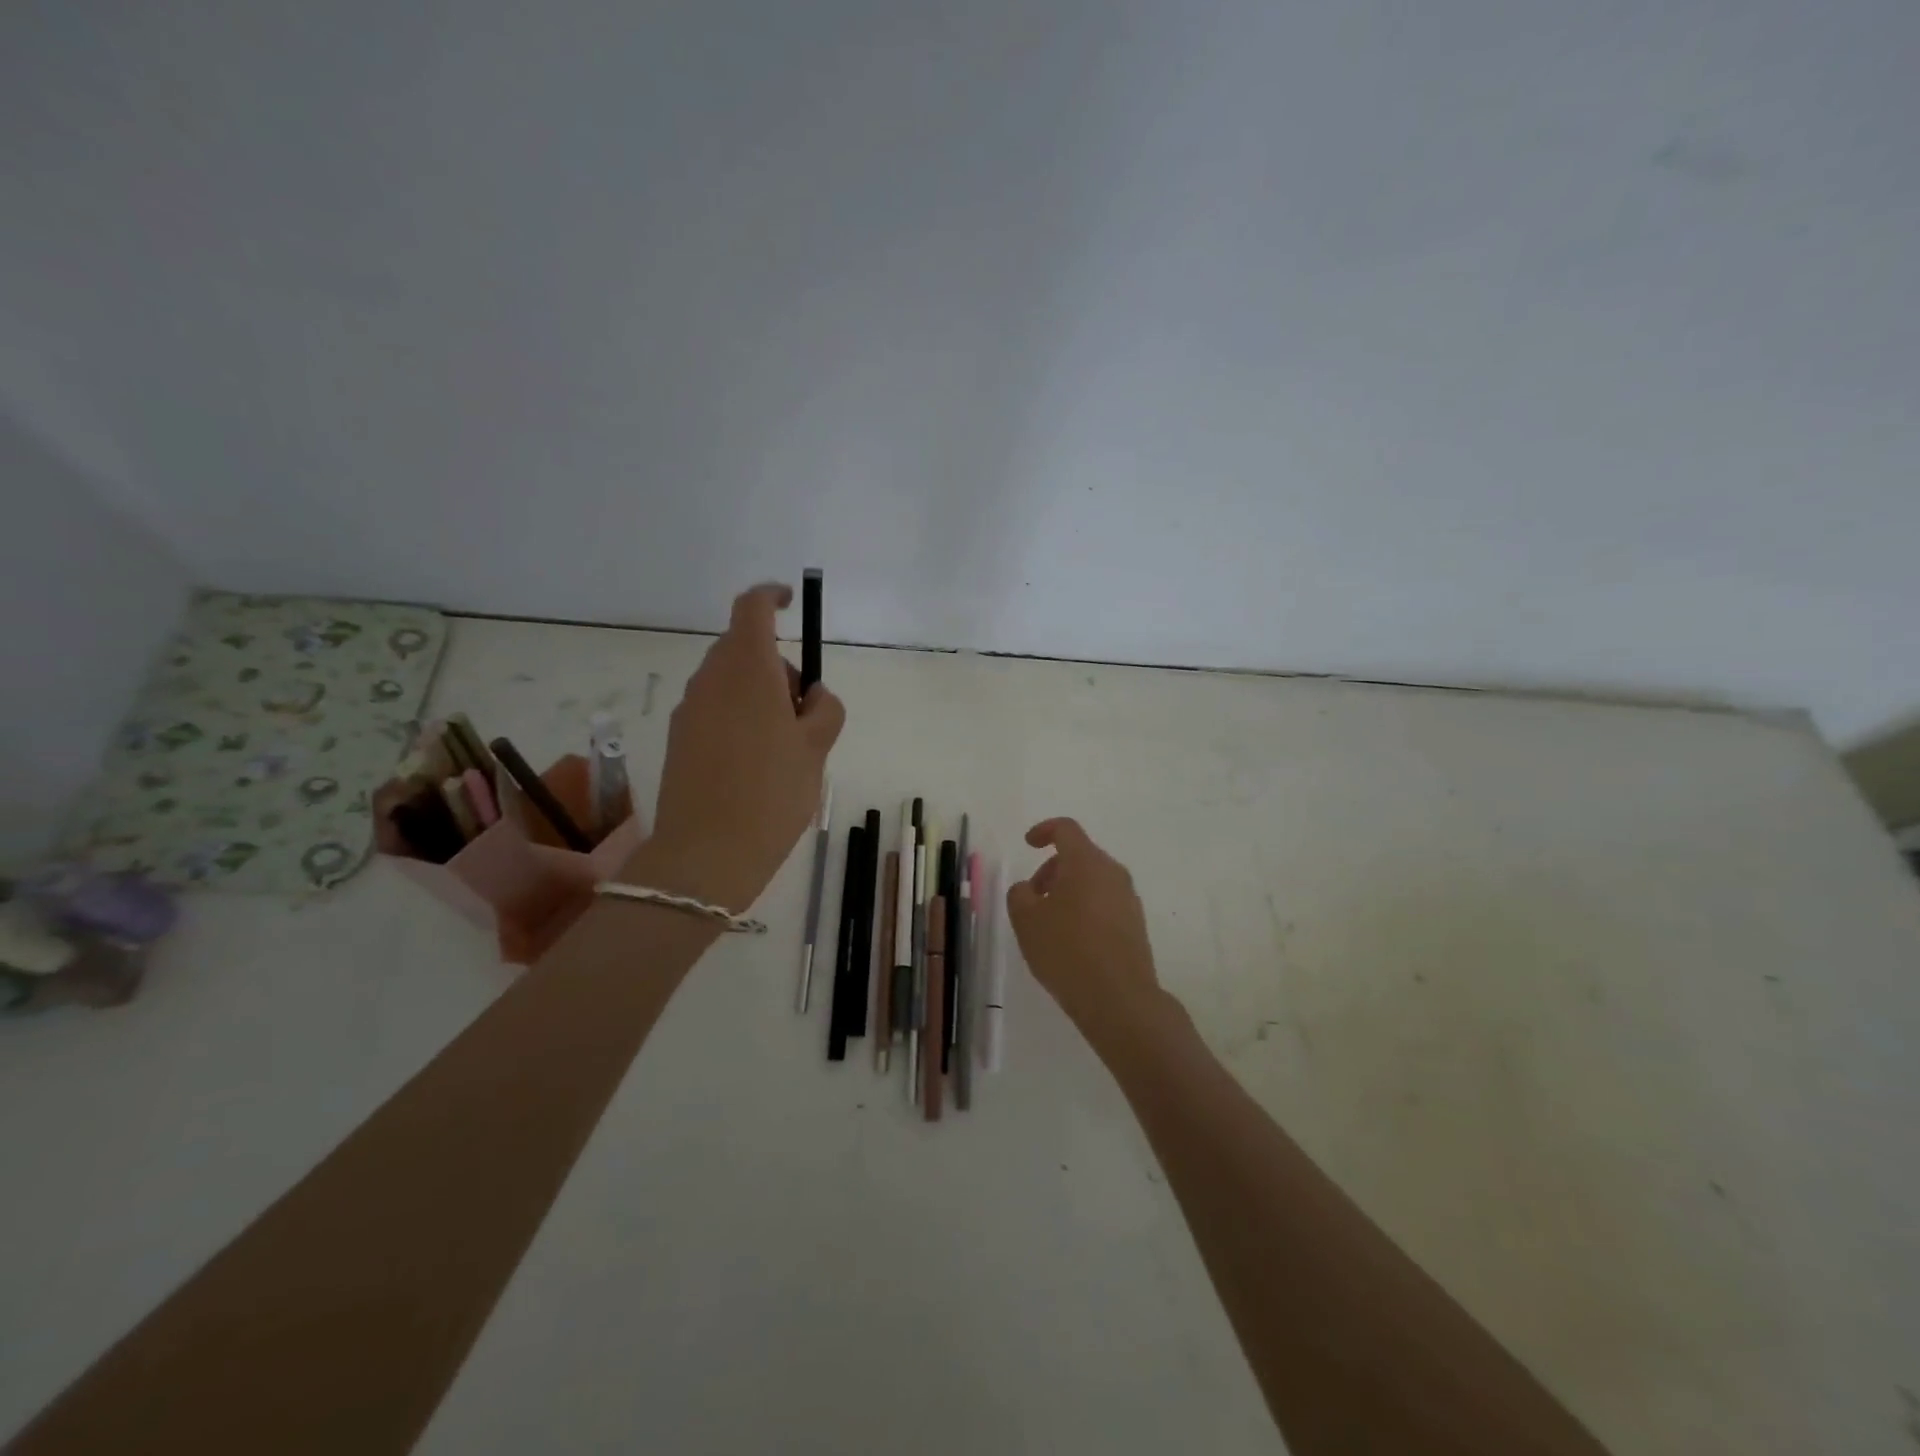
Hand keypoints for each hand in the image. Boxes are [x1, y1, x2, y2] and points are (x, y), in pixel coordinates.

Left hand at [630, 583, 844, 911]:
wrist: (706, 854)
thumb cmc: (772, 792)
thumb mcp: (816, 749)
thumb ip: (825, 709)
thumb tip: (811, 695)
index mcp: (747, 669)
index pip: (752, 607)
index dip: (772, 596)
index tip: (792, 603)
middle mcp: (710, 680)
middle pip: (744, 648)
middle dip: (778, 666)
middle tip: (804, 713)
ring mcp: (689, 710)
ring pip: (729, 682)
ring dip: (758, 695)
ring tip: (783, 748)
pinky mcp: (677, 739)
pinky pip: (714, 710)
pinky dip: (738, 719)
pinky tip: (754, 766)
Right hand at [1006, 818, 1165, 1040]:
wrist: (1119, 999)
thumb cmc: (1067, 950)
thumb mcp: (1026, 920)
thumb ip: (1020, 894)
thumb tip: (1029, 889)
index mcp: (1086, 862)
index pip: (1066, 829)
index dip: (1043, 831)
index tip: (1028, 844)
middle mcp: (1113, 873)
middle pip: (1079, 856)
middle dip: (1052, 869)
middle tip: (1033, 897)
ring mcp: (1128, 899)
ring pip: (1093, 881)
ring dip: (1069, 891)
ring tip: (1049, 924)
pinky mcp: (1136, 925)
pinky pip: (1105, 903)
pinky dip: (1085, 909)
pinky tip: (1071, 941)